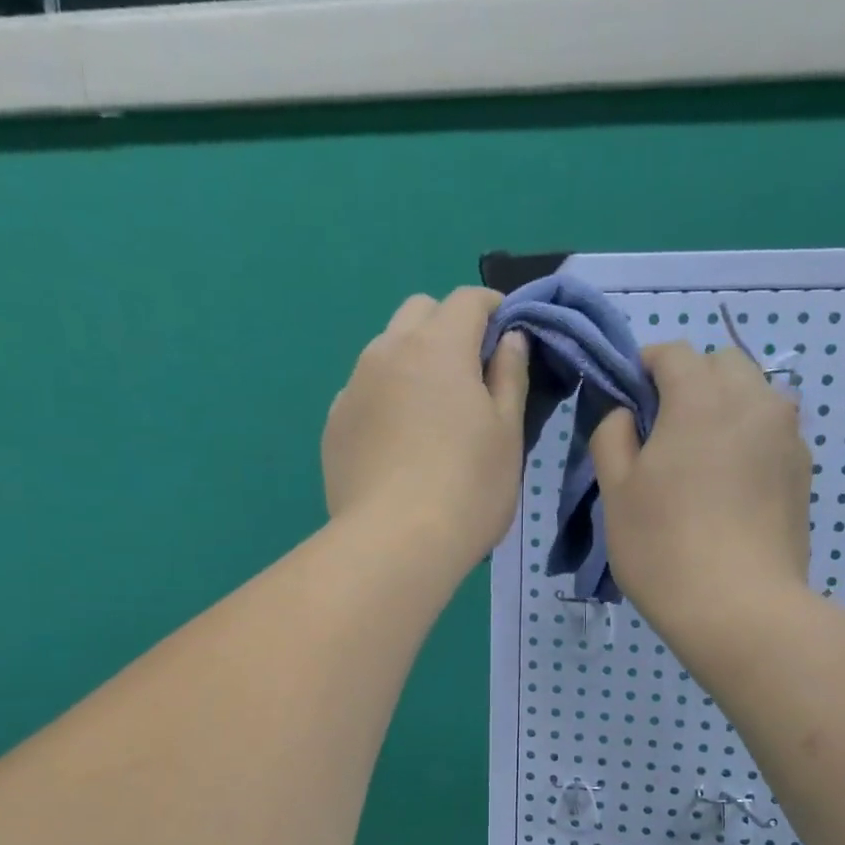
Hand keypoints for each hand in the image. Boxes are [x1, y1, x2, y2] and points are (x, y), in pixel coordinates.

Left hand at [322, 288, 528, 572]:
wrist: (394, 544)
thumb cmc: (467, 488)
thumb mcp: (507, 434)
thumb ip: (509, 377)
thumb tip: (510, 339)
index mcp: (437, 346)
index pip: (468, 299)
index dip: (494, 309)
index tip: (509, 336)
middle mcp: (387, 352)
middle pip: (419, 312)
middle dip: (448, 327)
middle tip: (471, 374)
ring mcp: (353, 388)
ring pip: (385, 350)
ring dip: (412, 361)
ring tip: (431, 413)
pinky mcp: (334, 426)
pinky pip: (363, 392)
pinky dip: (385, 398)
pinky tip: (397, 444)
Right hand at [589, 341, 811, 640]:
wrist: (740, 607)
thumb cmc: (663, 546)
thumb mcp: (615, 491)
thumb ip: (611, 436)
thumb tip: (625, 414)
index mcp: (701, 397)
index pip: (672, 353)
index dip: (644, 367)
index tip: (627, 399)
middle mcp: (753, 400)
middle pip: (721, 364)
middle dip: (691, 381)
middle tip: (664, 431)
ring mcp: (787, 435)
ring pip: (755, 395)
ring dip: (725, 407)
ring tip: (702, 457)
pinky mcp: (804, 470)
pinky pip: (772, 432)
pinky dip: (749, 439)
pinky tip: (731, 486)